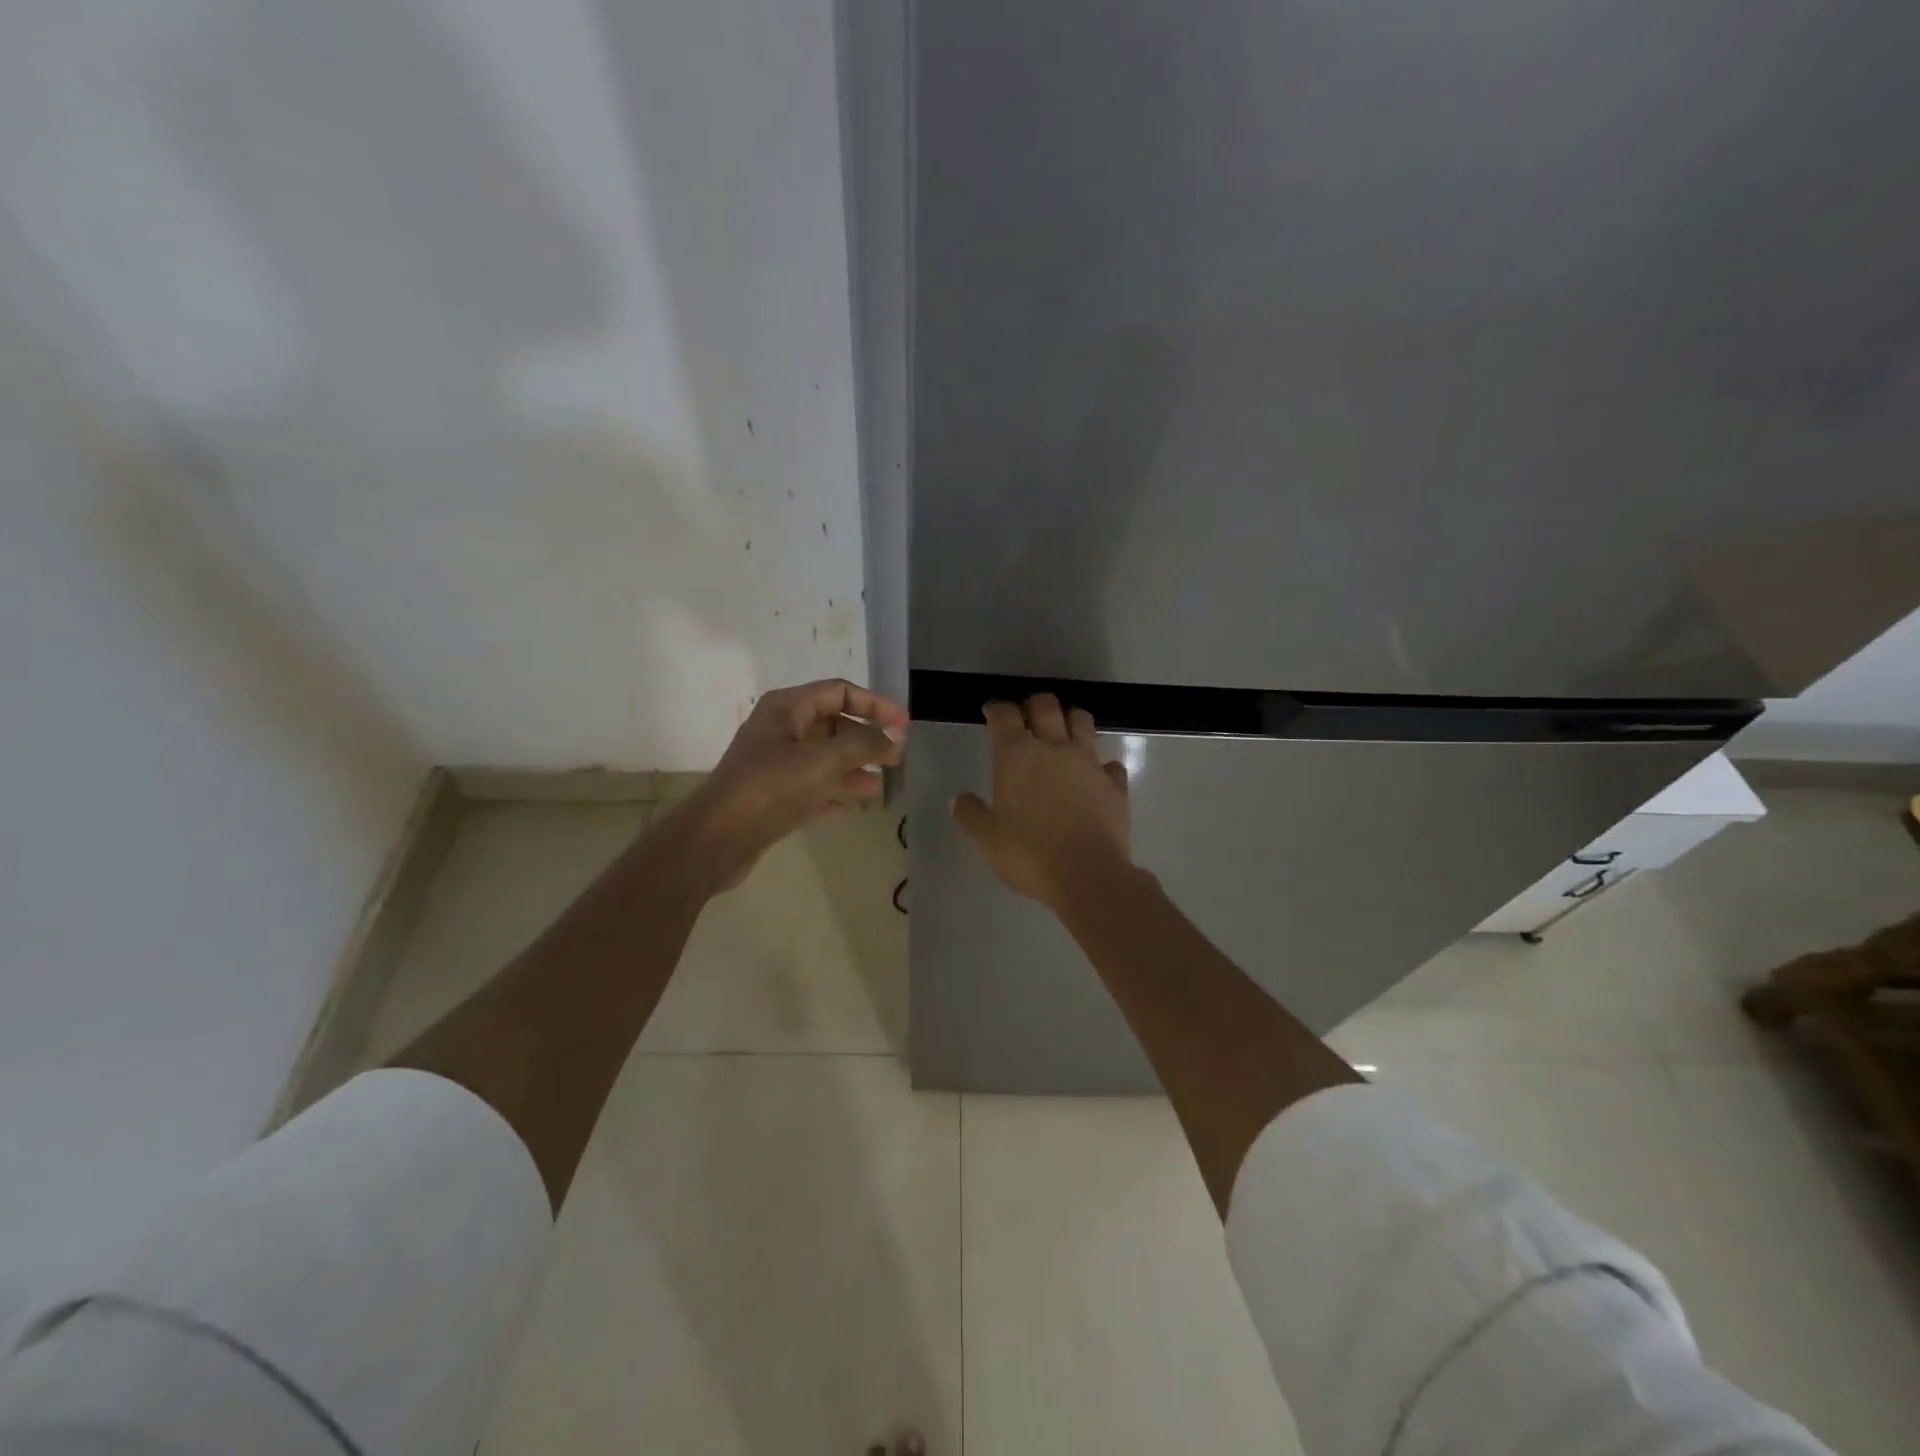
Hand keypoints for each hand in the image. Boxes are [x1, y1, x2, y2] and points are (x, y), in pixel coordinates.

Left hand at [677, 678, 906, 890]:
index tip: (904, 725)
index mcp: (786, 708)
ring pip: (824, 758)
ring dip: (854, 767)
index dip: (875, 704)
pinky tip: (854, 806)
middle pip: (833, 724)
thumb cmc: (771, 788)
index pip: (839, 692)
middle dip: (866, 739)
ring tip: (881, 784)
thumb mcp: (823, 761)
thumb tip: (894, 741)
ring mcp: (774, 764)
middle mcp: (780, 730)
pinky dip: (834, 792)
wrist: (718, 839)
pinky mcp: (773, 796)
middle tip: (896, 757)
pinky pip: (812, 786)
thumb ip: (863, 746)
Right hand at [951, 693, 1133, 909]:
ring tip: (1064, 731)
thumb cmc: (1029, 854)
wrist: (1088, 875)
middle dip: (1034, 704)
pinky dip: (1101, 765)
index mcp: (1017, 755)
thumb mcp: (986, 839)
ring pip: (1082, 721)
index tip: (991, 711)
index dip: (996, 708)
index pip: (1004, 715)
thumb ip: (970, 814)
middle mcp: (1054, 748)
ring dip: (1071, 719)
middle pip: (1046, 705)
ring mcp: (1089, 763)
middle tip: (1027, 716)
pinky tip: (1096, 775)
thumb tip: (960, 799)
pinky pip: (1110, 763)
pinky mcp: (1115, 785)